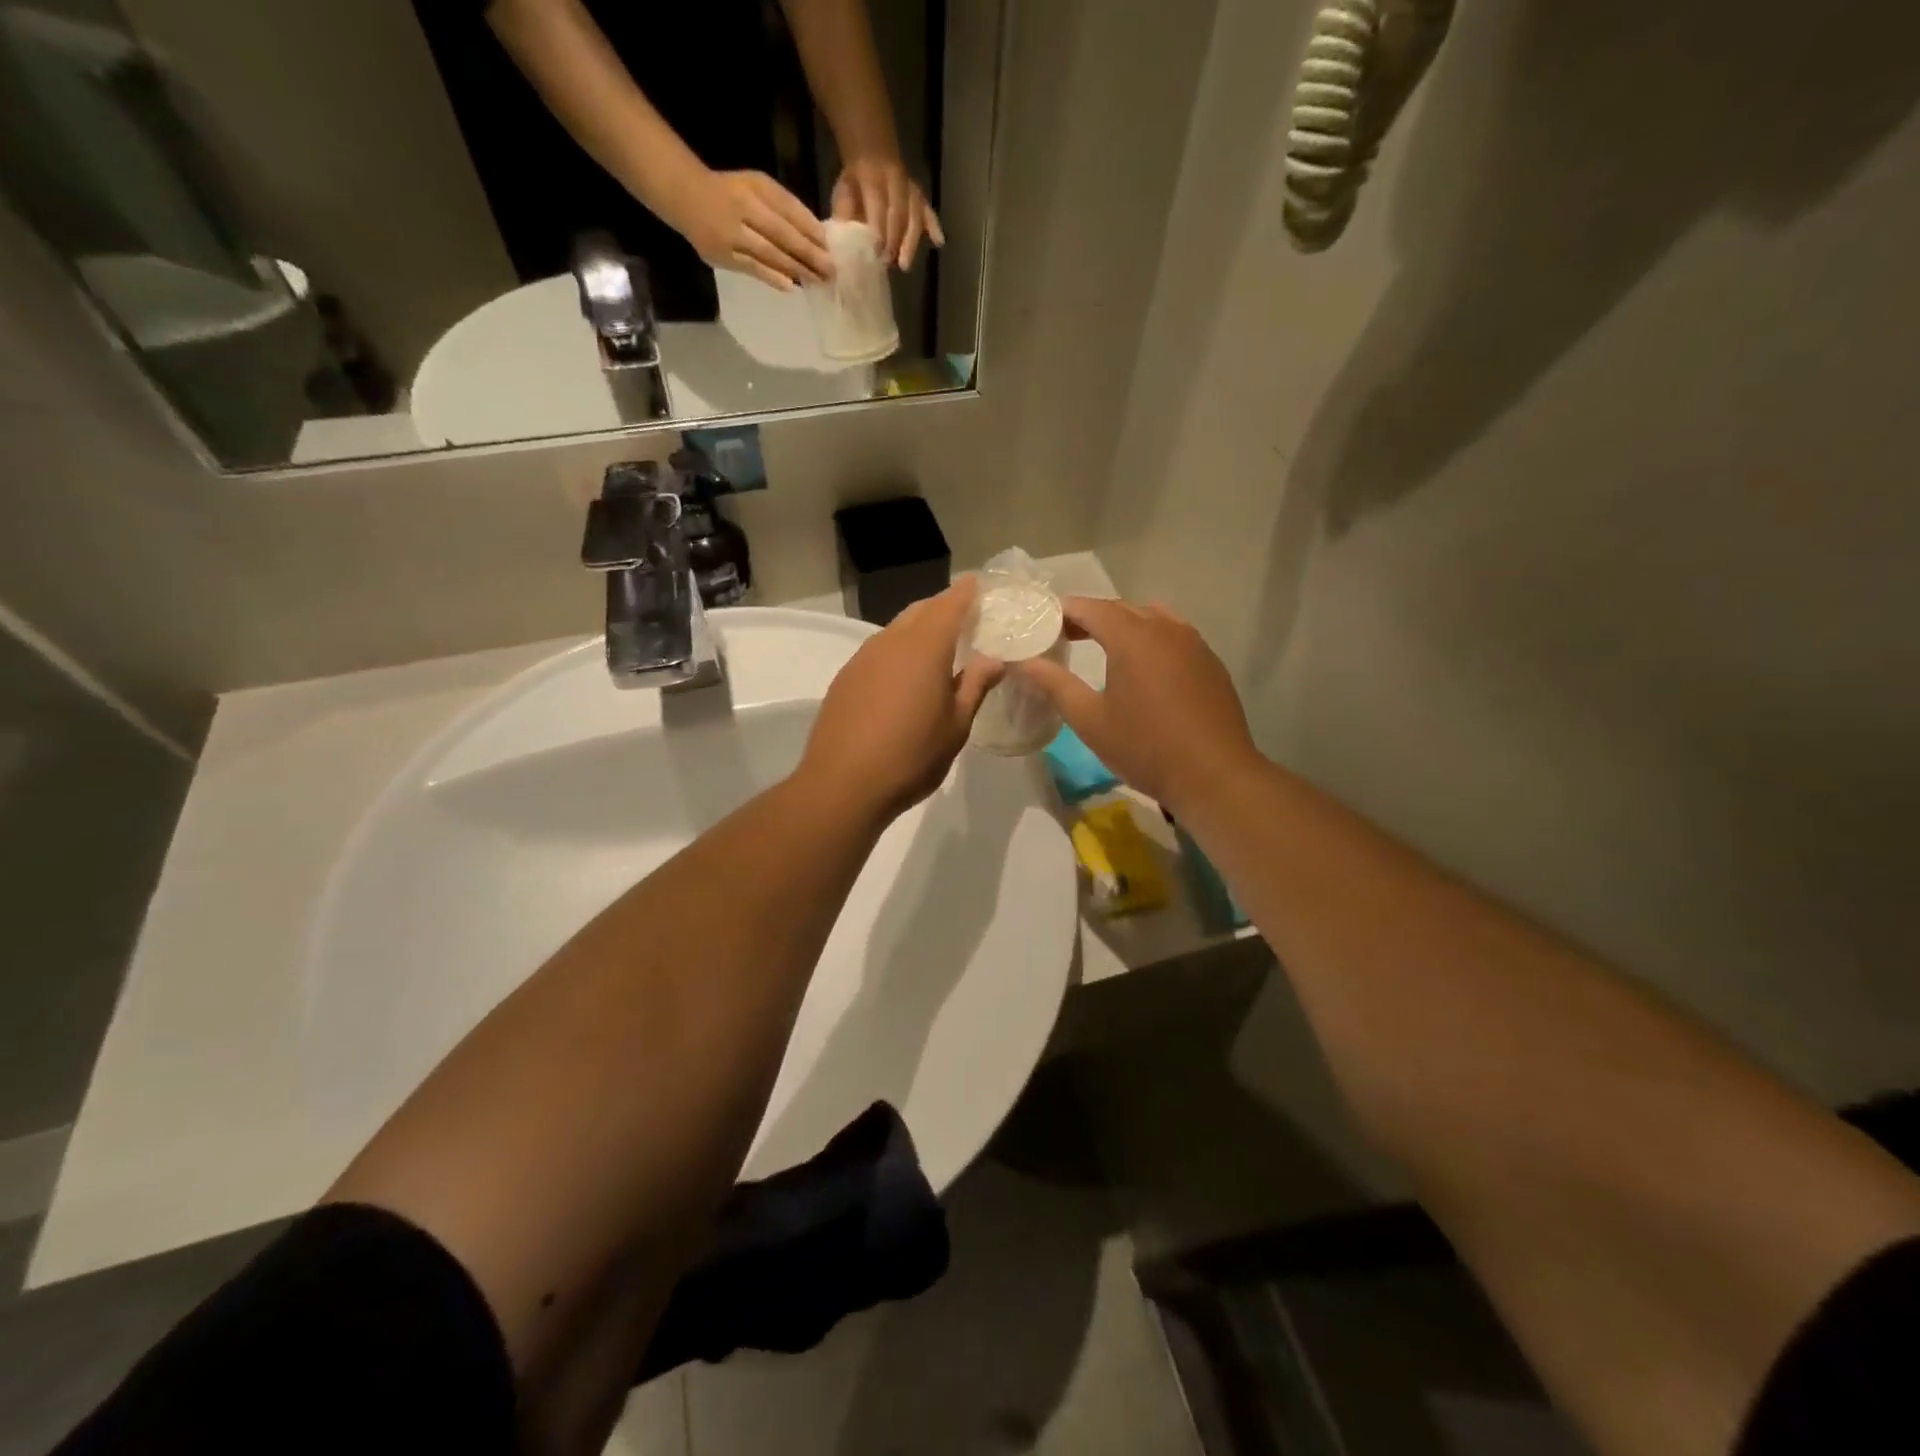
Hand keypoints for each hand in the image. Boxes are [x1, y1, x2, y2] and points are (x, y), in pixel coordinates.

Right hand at [670, 169, 833, 289]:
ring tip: (816, 280)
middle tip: (831, 270)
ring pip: (768, 254)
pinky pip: (751, 268)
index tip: (829, 246)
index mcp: (753, 190)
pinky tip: (789, 286)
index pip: (787, 211)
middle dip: (808, 254)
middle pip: (781, 235)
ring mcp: (731, 236)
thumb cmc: (731, 192)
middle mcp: (742, 211)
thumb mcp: (757, 185)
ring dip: (795, 269)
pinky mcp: (722, 256)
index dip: (809, 229)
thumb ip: (784, 205)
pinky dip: (771, 277)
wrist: (688, 199)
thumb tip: (816, 233)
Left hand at [798, 579, 1001, 822]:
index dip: (966, 592)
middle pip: (920, 611)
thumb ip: (976, 686)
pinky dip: (898, 651)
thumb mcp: (956, 725)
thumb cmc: (911, 756)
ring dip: (919, 630)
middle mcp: (890, 642)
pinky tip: (904, 677)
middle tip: (965, 620)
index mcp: (924, 648)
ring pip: (896, 630)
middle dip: (943, 609)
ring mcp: (862, 659)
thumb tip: (994, 659)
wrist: (843, 785)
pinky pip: (878, 651)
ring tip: (938, 649)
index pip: (950, 605)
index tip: (979, 584)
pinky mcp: (845, 678)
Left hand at [832, 156, 943, 270]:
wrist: (870, 154)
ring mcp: (910, 188)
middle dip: (895, 239)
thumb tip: (840, 241)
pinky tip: (938, 242)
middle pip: (900, 212)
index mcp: (872, 177)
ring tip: (905, 264)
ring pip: (915, 213)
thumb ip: (843, 215)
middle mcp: (895, 180)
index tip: (876, 253)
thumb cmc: (854, 183)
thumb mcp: (842, 194)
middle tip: (890, 263)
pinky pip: (928, 210)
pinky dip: (934, 225)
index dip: (879, 229)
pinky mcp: (919, 196)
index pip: (878, 204)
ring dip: (911, 240)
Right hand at [1015, 598, 1262, 814]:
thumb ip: (1054, 685)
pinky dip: (1150, 639)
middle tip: (1064, 636)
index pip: (1091, 607)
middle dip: (1091, 617)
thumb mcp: (1090, 720)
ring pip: (1152, 618)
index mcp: (1133, 636)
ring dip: (1123, 625)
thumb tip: (1022, 662)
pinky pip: (1174, 635)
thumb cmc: (1145, 747)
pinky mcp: (1210, 662)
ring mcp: (1194, 643)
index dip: (1064, 611)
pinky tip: (1143, 669)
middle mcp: (1166, 628)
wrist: (1215, 775)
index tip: (1042, 623)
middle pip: (1121, 608)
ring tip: (1103, 648)